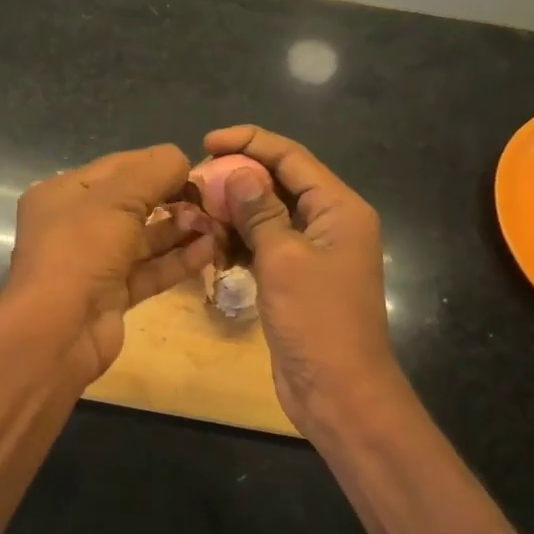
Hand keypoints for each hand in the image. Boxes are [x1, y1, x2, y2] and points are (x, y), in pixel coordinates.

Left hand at [2, 144, 218, 383]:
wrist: (57, 332)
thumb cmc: (80, 250)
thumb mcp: (116, 198)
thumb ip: (154, 171)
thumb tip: (182, 159)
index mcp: (63, 193)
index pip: (117, 167)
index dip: (156, 164)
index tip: (197, 168)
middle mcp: (75, 224)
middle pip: (132, 202)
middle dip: (172, 197)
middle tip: (211, 199)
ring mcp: (94, 261)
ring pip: (143, 238)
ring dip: (180, 229)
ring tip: (217, 222)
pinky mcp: (113, 294)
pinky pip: (150, 270)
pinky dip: (178, 260)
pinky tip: (210, 249)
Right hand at [203, 125, 404, 436]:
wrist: (339, 391)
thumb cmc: (317, 320)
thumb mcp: (284, 259)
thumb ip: (259, 212)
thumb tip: (236, 173)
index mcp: (339, 208)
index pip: (292, 157)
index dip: (250, 142)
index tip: (207, 142)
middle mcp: (329, 223)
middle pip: (280, 183)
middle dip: (237, 177)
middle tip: (194, 180)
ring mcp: (312, 252)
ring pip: (268, 215)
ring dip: (234, 211)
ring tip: (196, 211)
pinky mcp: (295, 278)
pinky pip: (264, 245)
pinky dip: (239, 241)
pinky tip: (211, 244)